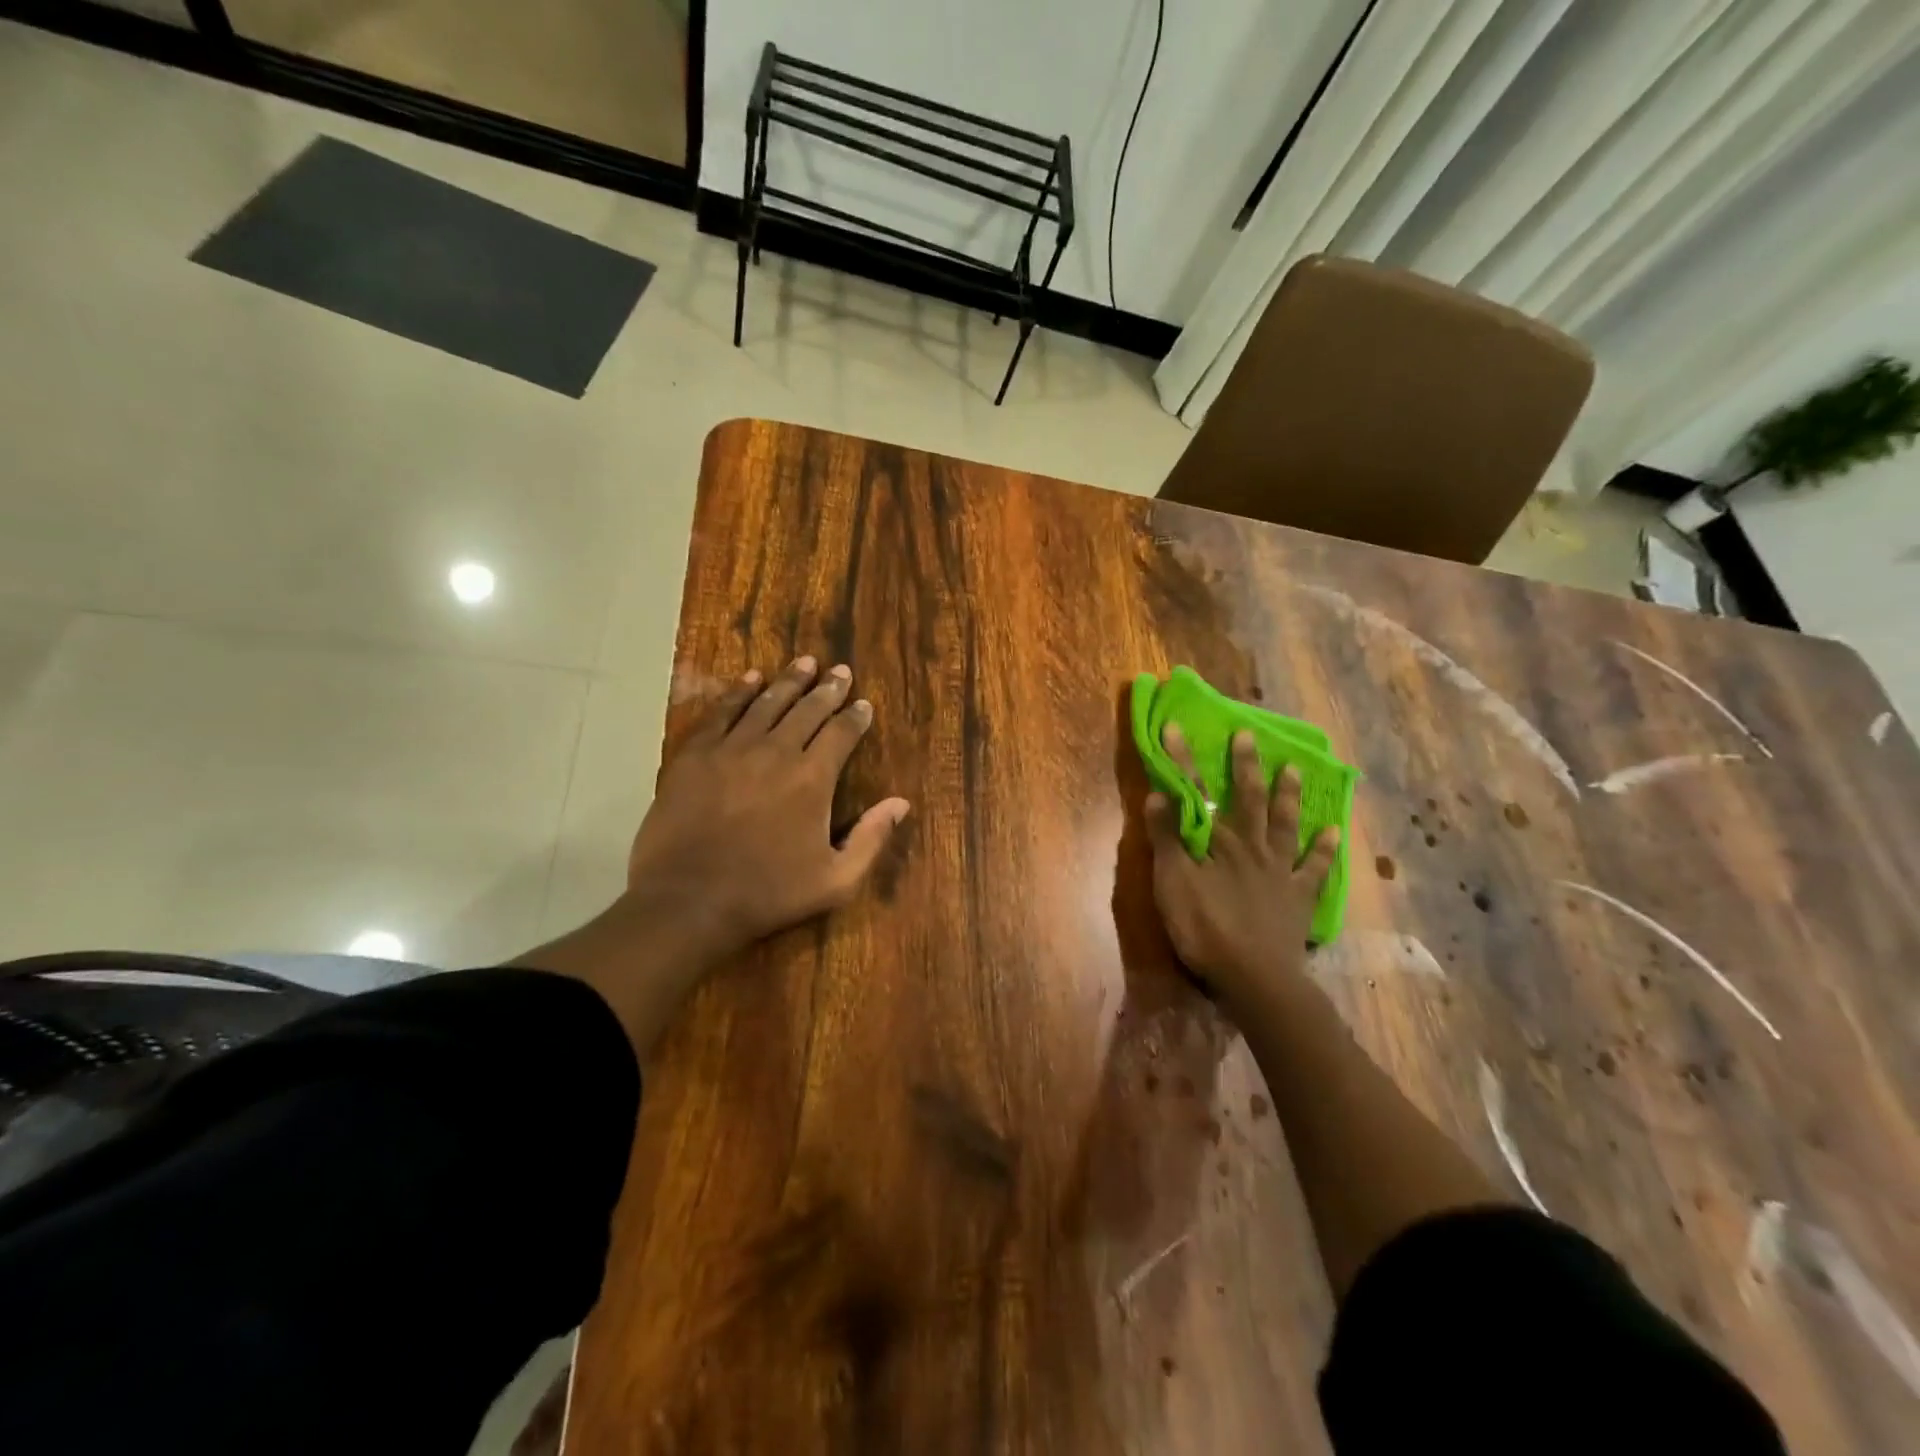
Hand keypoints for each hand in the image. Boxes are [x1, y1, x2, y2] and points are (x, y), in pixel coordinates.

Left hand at [627, 656, 910, 965]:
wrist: (688, 900)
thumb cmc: (768, 894)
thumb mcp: (836, 880)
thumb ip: (871, 839)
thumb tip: (901, 803)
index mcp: (812, 779)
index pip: (841, 734)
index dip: (855, 716)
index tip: (863, 704)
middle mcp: (776, 751)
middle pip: (808, 710)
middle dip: (828, 689)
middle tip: (840, 671)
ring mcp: (732, 749)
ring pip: (767, 703)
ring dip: (789, 681)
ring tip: (804, 662)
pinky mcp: (695, 754)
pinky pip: (722, 712)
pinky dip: (739, 692)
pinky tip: (751, 678)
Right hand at [1145, 725, 1337, 1010]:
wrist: (1255, 978)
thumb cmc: (1205, 929)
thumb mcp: (1173, 884)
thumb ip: (1166, 839)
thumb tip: (1158, 794)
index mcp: (1218, 842)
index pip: (1195, 793)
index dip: (1183, 760)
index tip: (1176, 727)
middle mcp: (1252, 847)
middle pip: (1248, 799)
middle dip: (1245, 766)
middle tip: (1248, 736)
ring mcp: (1280, 871)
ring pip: (1285, 824)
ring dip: (1288, 795)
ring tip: (1294, 768)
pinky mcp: (1299, 897)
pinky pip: (1316, 868)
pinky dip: (1325, 849)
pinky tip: (1334, 831)